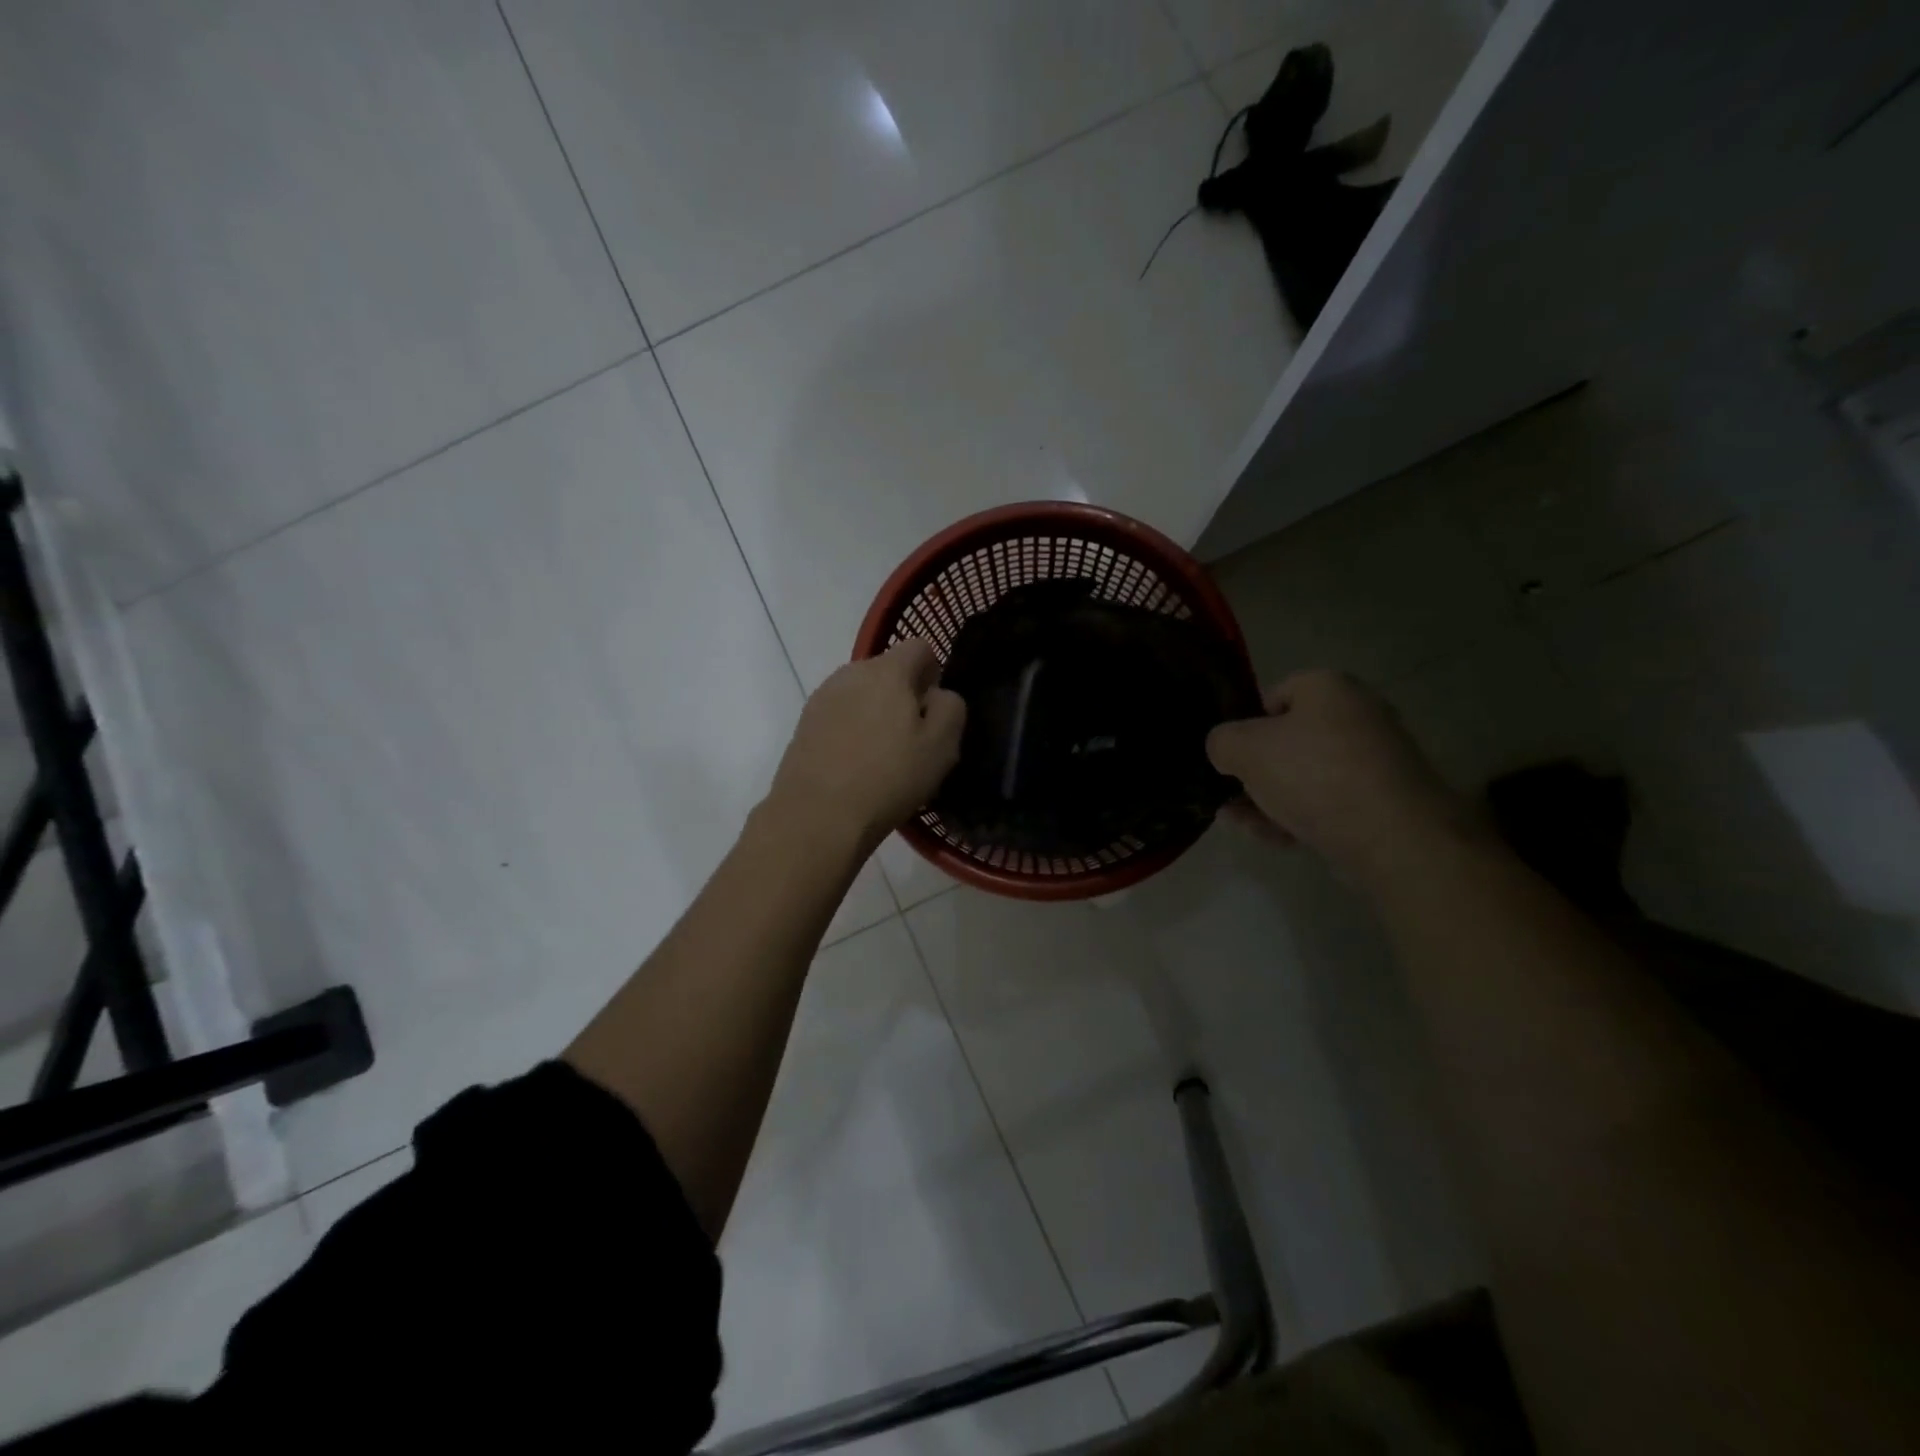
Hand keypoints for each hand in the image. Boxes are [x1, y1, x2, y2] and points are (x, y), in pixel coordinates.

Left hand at [766, 639, 965, 853]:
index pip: (920, 647)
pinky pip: (839, 715)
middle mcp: (851, 672)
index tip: (935, 710)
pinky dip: (851, 731)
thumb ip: (950, 708)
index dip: (934, 673)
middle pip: (888, 670)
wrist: (817, 815)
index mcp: (888, 670)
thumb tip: (937, 695)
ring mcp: (822, 697)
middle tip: (913, 739)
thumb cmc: (888, 777)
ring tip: (882, 756)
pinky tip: (855, 765)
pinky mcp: (803, 724)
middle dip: (903, 695)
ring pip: (861, 693)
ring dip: (875, 713)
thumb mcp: (941, 746)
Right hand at [1207, 670, 1477, 887]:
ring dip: (1268, 799)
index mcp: (1329, 687)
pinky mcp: (1382, 802)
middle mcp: (1357, 716)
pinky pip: (1328, 803)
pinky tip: (1272, 838)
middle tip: (1229, 794)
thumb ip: (1221, 742)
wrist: (1393, 837)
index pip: (1275, 695)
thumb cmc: (1313, 775)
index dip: (1246, 723)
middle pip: (1289, 740)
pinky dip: (1298, 817)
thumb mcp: (1244, 749)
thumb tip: (1225, 750)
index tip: (1231, 755)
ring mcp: (1374, 761)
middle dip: (1254, 771)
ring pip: (1305, 777)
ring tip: (1238, 822)